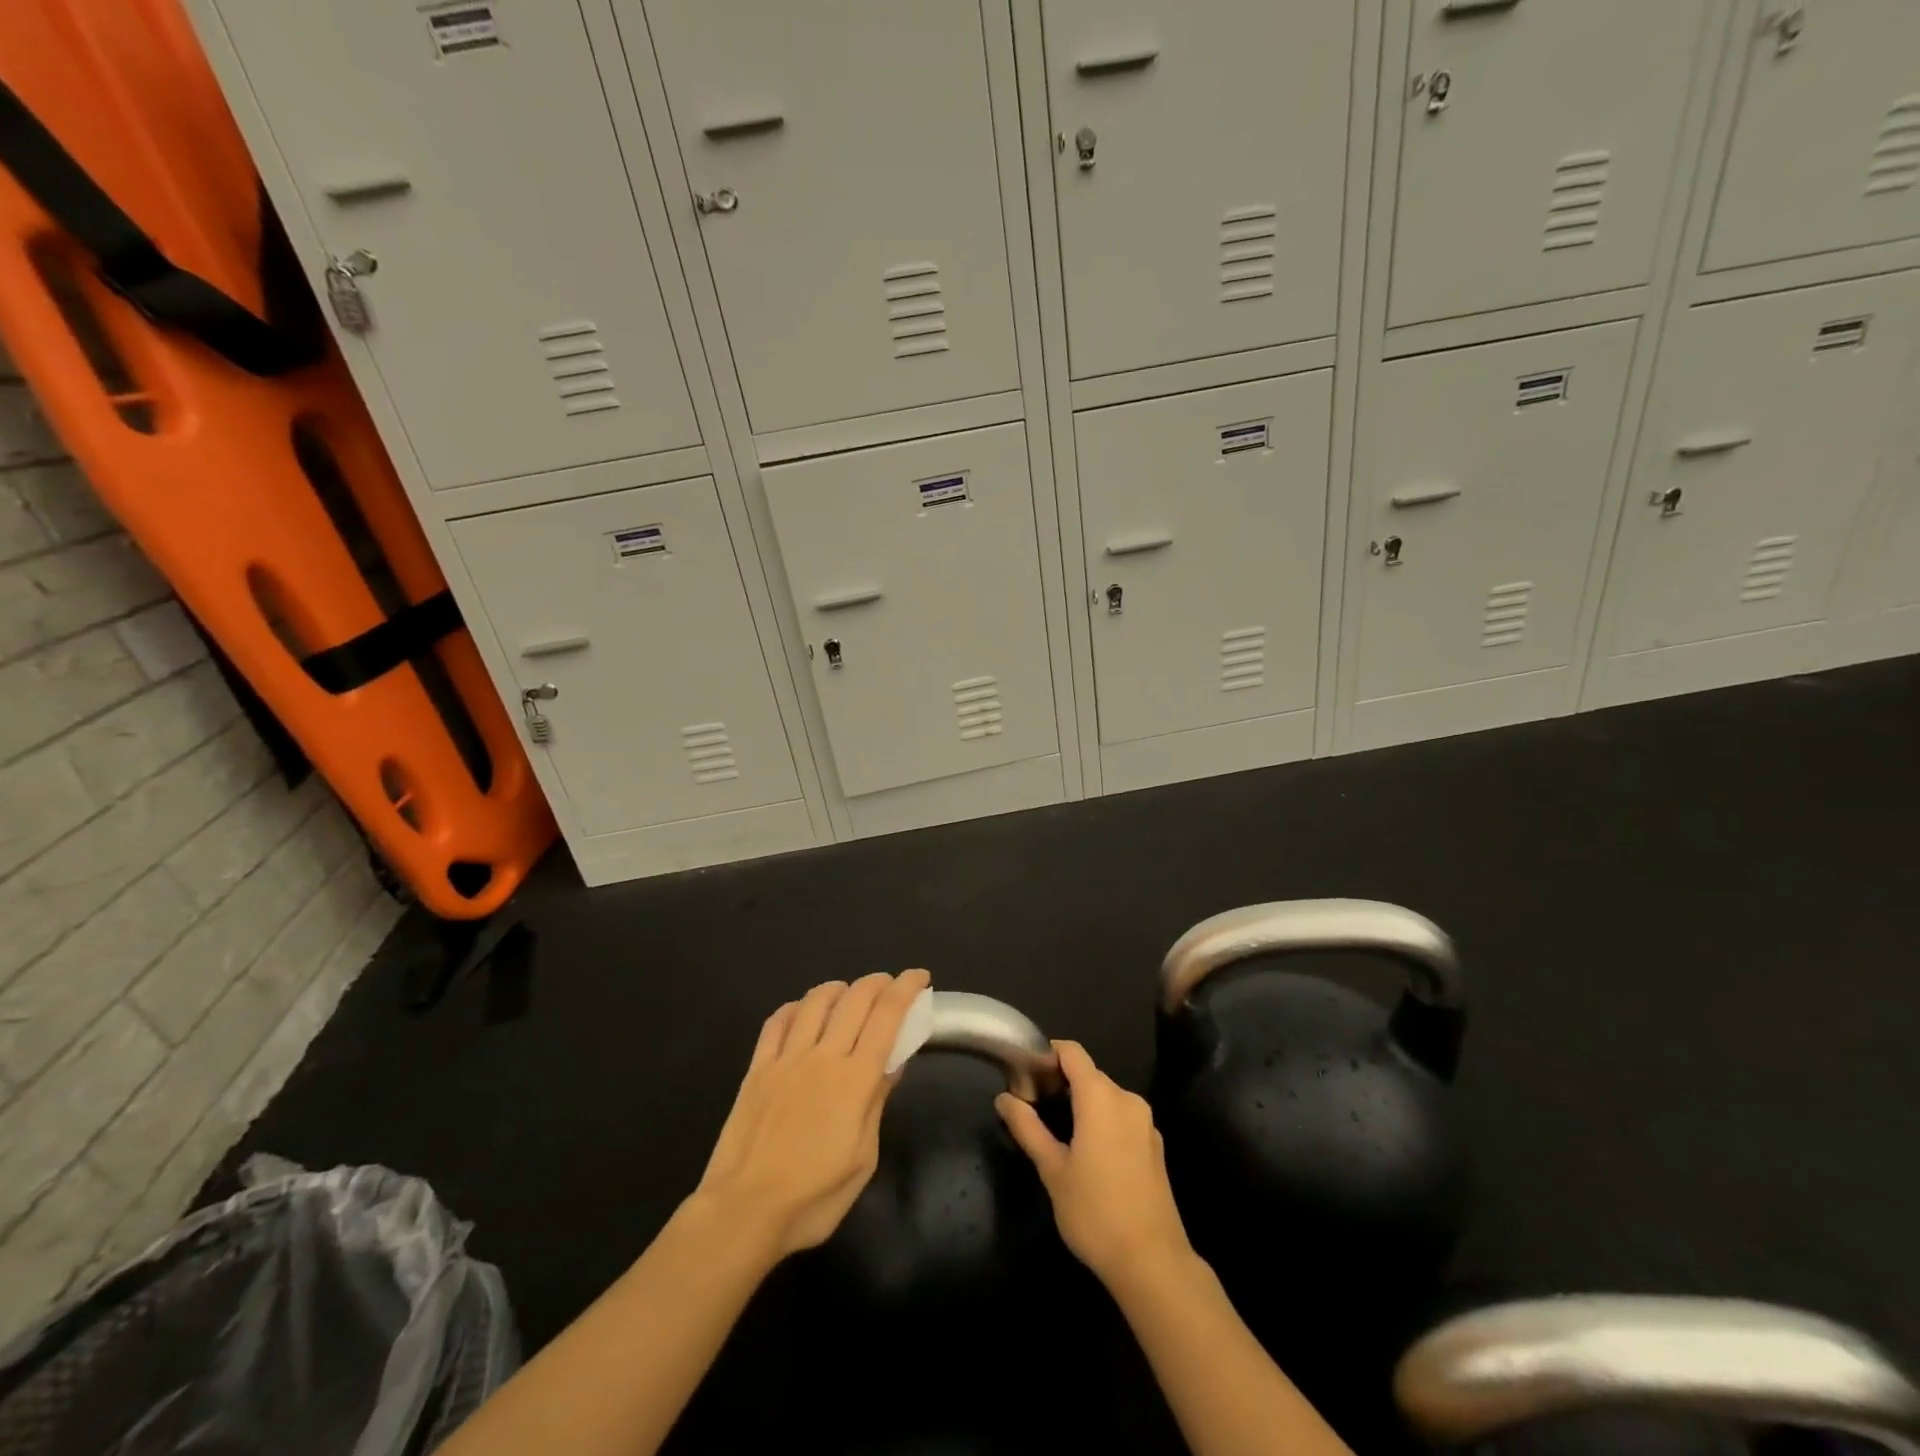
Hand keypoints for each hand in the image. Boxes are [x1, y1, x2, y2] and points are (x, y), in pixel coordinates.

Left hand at [693, 969, 930, 1258]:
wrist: (743, 1211)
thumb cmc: (813, 1198)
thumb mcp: (863, 1160)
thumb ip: (876, 1104)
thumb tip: (892, 1064)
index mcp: (854, 1080)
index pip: (887, 1017)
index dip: (906, 990)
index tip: (919, 976)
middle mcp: (822, 1057)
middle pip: (855, 999)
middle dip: (878, 982)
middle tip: (890, 983)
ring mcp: (786, 1059)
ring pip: (815, 1001)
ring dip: (838, 988)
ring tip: (848, 992)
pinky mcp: (757, 1068)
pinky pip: (777, 1022)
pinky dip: (795, 1007)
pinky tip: (802, 1011)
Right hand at [995, 1040, 1193, 1286]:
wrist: (1153, 1263)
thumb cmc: (1095, 1212)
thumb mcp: (1052, 1170)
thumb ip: (1028, 1128)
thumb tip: (1004, 1098)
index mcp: (1101, 1097)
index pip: (1072, 1052)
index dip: (1047, 1054)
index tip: (1026, 1074)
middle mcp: (1126, 1099)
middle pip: (1089, 1074)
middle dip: (1061, 1082)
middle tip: (1034, 1107)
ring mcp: (1145, 1122)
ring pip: (1106, 1097)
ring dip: (1082, 1104)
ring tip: (1057, 1132)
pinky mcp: (1154, 1145)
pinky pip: (1122, 1117)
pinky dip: (1102, 1122)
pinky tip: (1089, 1154)